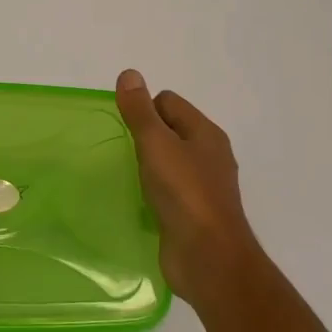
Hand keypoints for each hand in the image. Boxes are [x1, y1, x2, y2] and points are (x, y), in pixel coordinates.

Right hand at [115, 70, 265, 303]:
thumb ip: (140, 111)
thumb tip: (129, 74)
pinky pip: (169, 191)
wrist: (208, 258)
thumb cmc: (184, 193)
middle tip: (122, 152)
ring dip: (148, 166)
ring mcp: (204, 187)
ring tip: (127, 176)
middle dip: (144, 136)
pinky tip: (139, 202)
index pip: (169, 102)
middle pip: (170, 131)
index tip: (125, 129)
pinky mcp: (194, 214)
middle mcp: (209, 156)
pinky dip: (153, 192)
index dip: (144, 108)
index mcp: (205, 133)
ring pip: (169, 162)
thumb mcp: (156, 144)